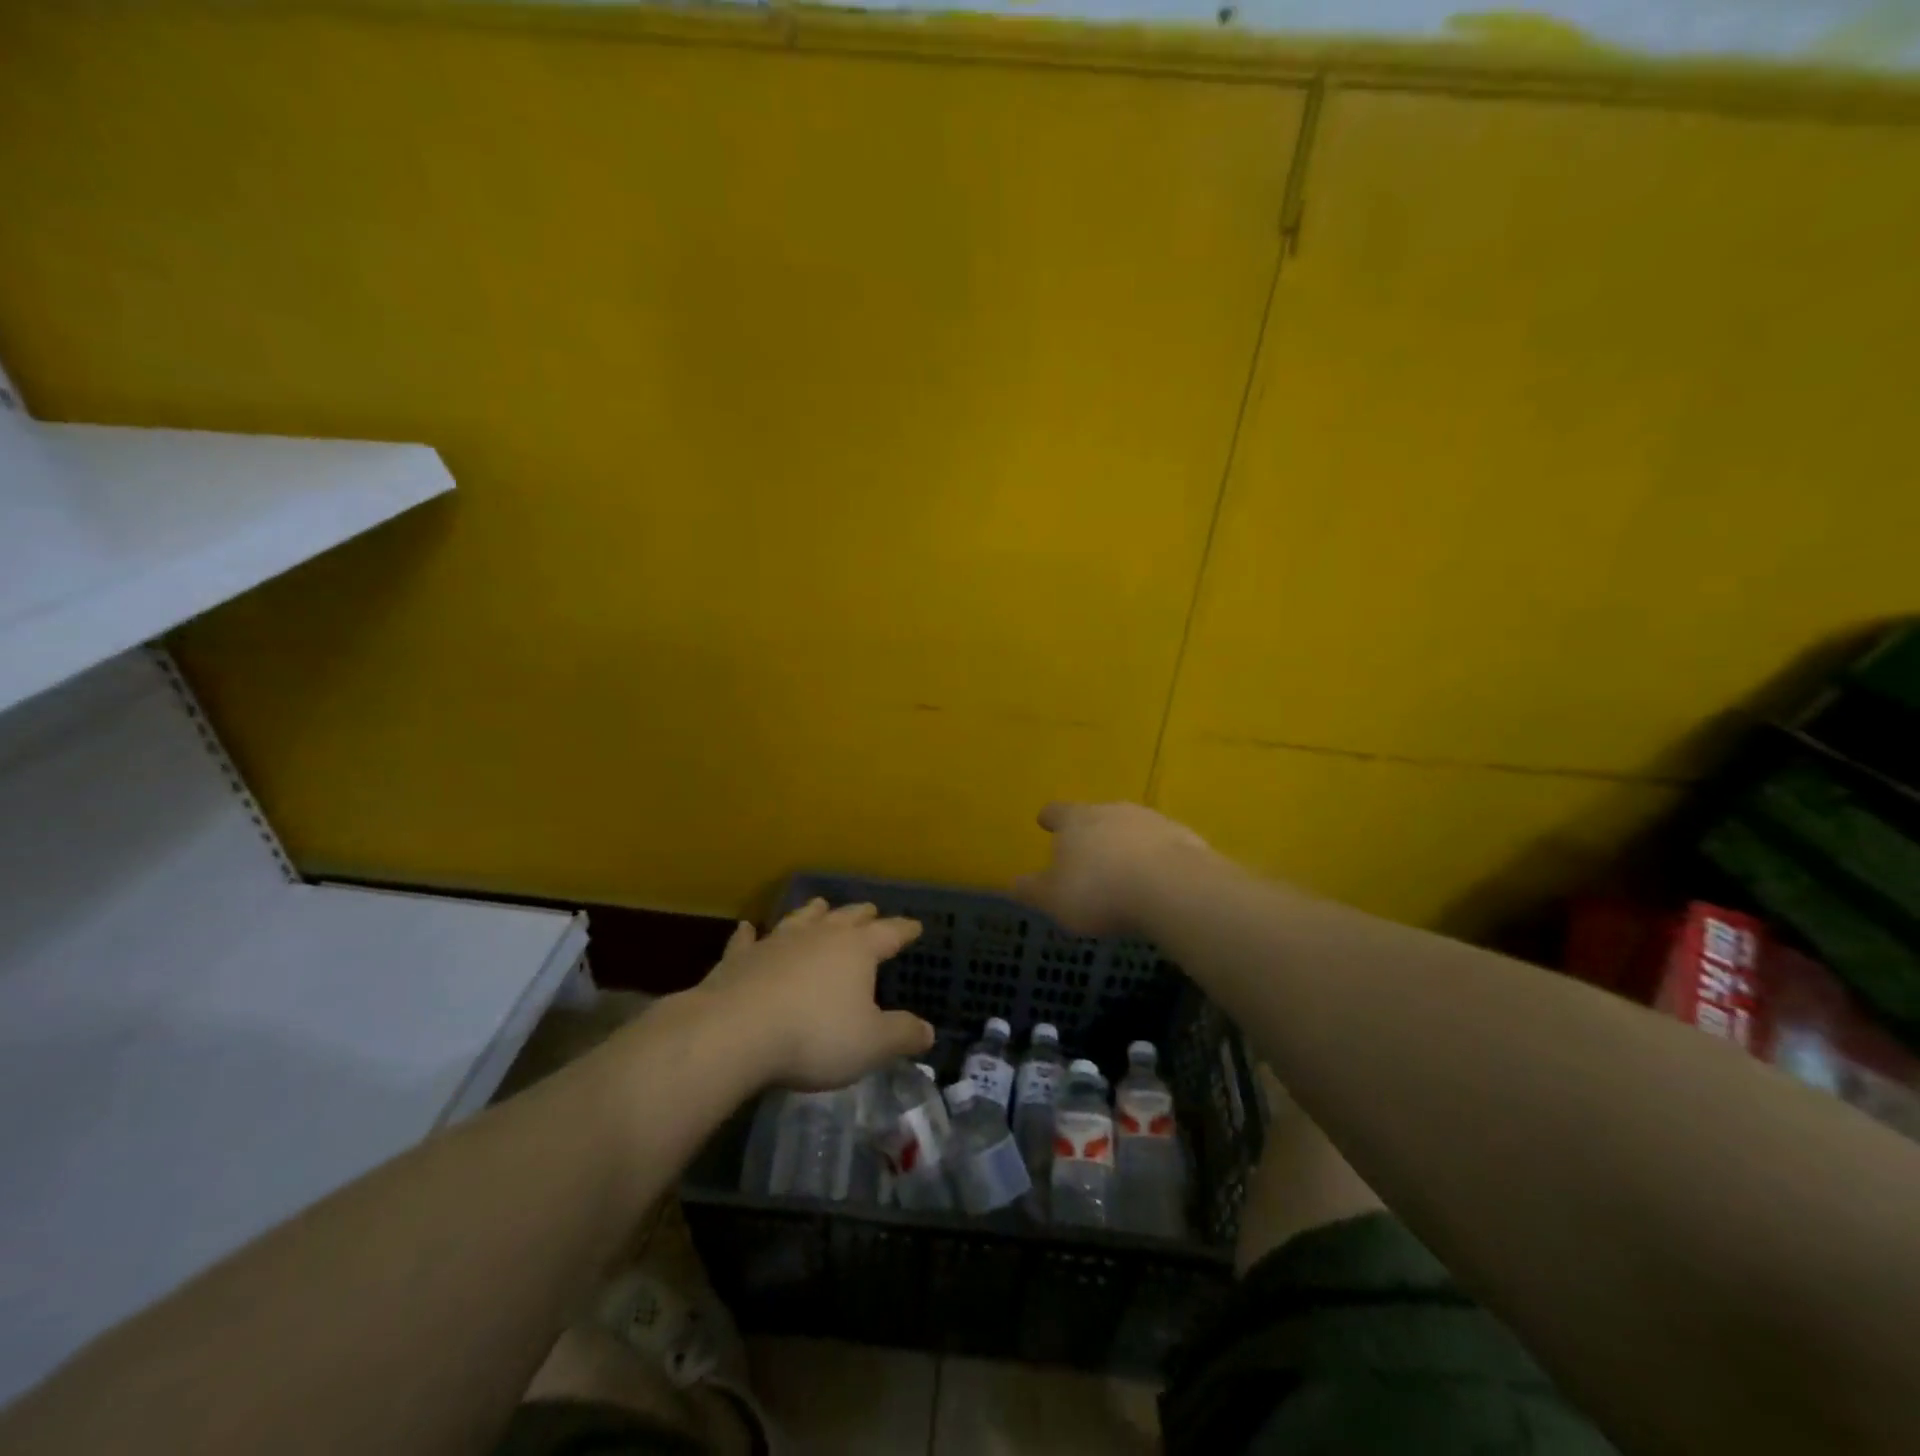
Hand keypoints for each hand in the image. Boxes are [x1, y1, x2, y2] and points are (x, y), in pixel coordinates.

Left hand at [696, 898, 934, 1089]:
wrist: (735, 1032)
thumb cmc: (814, 1036)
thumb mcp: (871, 1044)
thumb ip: (902, 1035)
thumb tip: (928, 1031)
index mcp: (856, 950)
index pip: (889, 933)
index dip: (904, 929)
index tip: (915, 925)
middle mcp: (819, 936)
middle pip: (846, 917)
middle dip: (861, 914)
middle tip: (870, 910)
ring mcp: (776, 942)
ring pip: (800, 919)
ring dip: (812, 912)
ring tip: (820, 905)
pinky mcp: (740, 958)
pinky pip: (747, 940)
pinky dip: (750, 934)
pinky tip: (747, 928)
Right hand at [1013, 801, 1210, 936]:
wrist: (1171, 887)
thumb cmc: (1099, 891)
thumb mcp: (1054, 899)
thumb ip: (1032, 889)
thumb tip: (1014, 882)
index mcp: (1076, 820)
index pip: (1057, 812)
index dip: (1050, 819)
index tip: (1045, 822)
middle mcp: (1112, 810)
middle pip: (1096, 816)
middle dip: (1091, 833)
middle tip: (1088, 856)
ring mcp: (1151, 820)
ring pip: (1131, 828)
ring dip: (1126, 845)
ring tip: (1124, 872)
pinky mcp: (1183, 838)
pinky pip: (1162, 846)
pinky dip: (1155, 859)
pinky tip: (1156, 882)